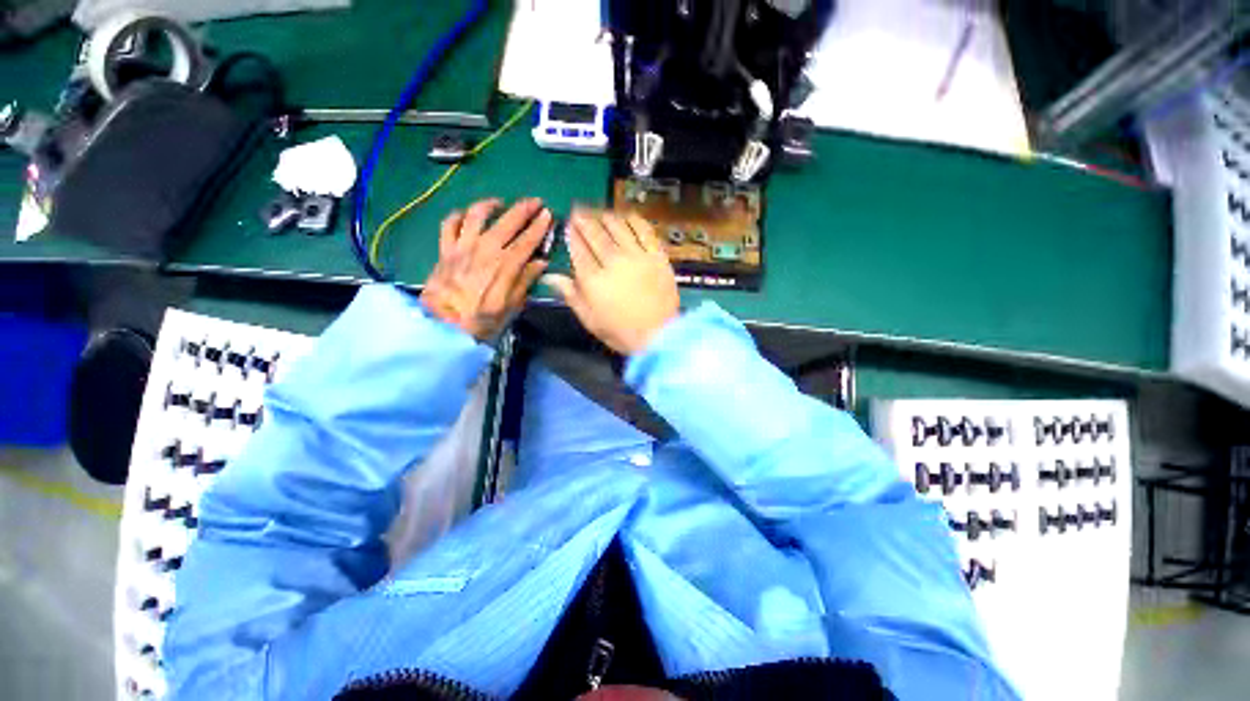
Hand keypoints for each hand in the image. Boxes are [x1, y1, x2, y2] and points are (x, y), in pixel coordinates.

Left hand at [420, 198, 550, 341]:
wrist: (442, 326)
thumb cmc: (481, 320)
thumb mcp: (511, 306)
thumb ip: (525, 281)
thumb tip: (540, 263)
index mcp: (505, 266)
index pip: (527, 240)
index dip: (539, 226)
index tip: (548, 214)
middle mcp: (485, 249)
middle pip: (507, 221)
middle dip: (524, 208)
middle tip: (535, 202)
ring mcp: (462, 246)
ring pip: (477, 214)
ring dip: (491, 205)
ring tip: (501, 204)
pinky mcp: (445, 249)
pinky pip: (449, 224)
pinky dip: (459, 215)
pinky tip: (467, 215)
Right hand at [544, 209, 679, 354]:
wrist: (659, 335)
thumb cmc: (621, 332)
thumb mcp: (590, 319)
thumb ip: (571, 295)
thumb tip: (550, 276)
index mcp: (594, 280)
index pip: (578, 250)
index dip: (572, 234)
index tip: (567, 225)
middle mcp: (613, 262)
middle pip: (595, 234)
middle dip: (584, 220)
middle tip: (578, 211)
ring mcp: (637, 257)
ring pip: (618, 227)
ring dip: (606, 216)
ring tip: (600, 212)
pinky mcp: (657, 256)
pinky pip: (644, 231)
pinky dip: (634, 220)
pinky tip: (627, 215)